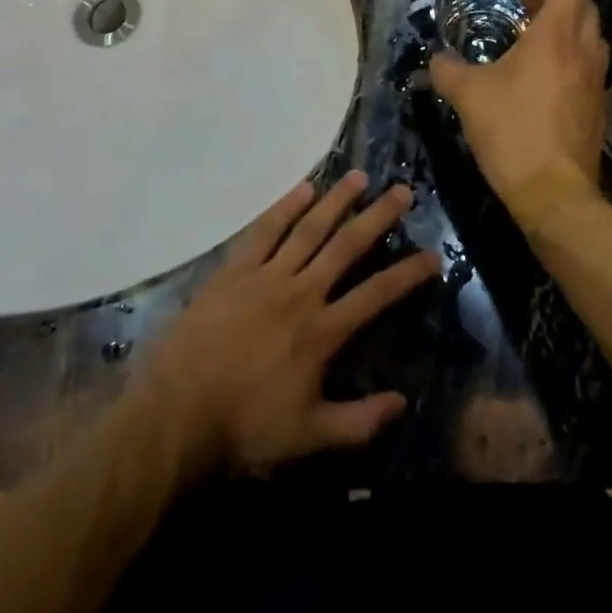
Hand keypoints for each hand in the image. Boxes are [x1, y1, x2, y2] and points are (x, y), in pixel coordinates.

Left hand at [140, 172, 438, 474]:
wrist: (178, 409)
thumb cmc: (245, 424)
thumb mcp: (309, 436)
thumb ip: (358, 421)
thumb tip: (403, 402)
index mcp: (322, 331)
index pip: (376, 294)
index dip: (408, 274)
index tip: (432, 254)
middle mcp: (301, 292)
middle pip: (347, 246)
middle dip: (378, 217)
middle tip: (402, 191)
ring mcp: (267, 275)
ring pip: (309, 229)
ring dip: (336, 201)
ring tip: (359, 176)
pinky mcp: (236, 269)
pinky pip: (265, 231)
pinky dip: (285, 207)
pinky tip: (303, 187)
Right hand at [430, 0, 609, 227]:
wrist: (554, 193)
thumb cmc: (512, 130)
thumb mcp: (467, 95)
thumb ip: (448, 70)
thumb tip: (436, 60)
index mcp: (556, 37)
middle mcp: (584, 51)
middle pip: (584, 6)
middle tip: (527, 0)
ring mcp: (597, 80)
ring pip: (591, 36)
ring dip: (569, 25)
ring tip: (536, 34)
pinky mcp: (598, 108)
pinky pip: (590, 66)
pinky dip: (572, 55)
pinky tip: (545, 75)